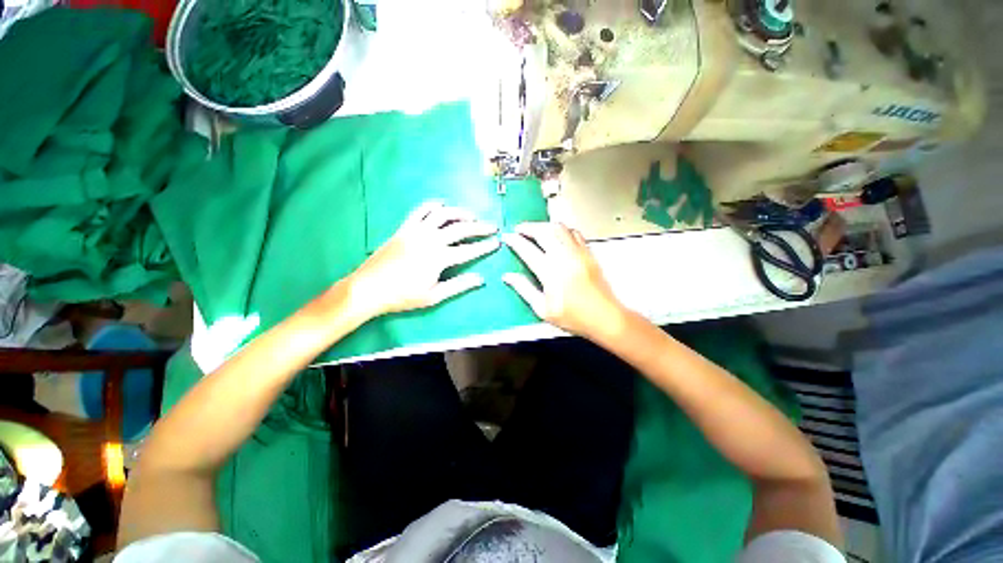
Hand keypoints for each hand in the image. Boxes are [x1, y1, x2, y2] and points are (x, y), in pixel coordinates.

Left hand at [346, 201, 499, 318]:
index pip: (469, 250)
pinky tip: (442, 205)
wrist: (369, 288)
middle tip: (492, 227)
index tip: (497, 242)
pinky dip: (434, 205)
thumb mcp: (433, 296)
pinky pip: (421, 210)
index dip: (485, 246)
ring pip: (443, 215)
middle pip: (461, 229)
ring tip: (472, 216)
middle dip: (480, 227)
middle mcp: (431, 240)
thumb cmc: (402, 296)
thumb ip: (459, 285)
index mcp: (439, 258)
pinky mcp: (404, 228)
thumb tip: (481, 279)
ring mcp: (416, 231)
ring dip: (460, 213)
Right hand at [502, 222, 628, 340]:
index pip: (527, 249)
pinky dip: (562, 229)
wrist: (605, 317)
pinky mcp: (588, 253)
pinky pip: (574, 232)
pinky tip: (557, 235)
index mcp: (550, 273)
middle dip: (528, 227)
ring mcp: (578, 253)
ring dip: (544, 225)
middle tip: (519, 229)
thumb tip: (508, 277)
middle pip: (543, 232)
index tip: (507, 237)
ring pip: (559, 228)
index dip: (515, 241)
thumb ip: (524, 289)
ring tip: (536, 230)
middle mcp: (564, 257)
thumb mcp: (543, 309)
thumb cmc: (574, 317)